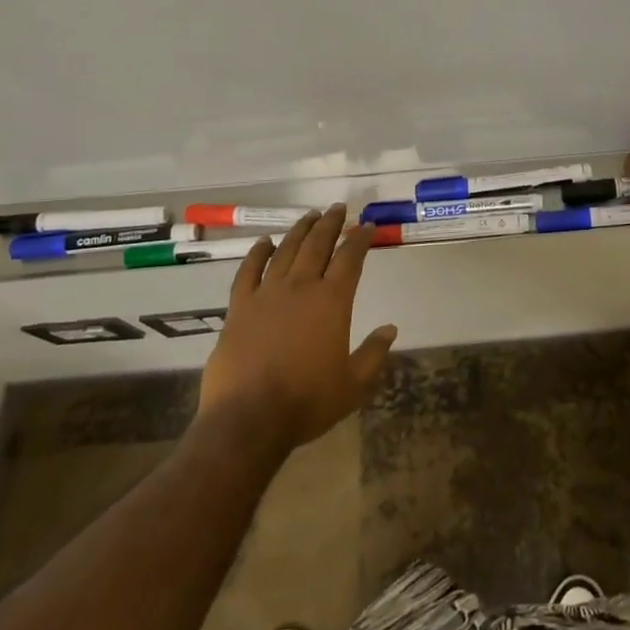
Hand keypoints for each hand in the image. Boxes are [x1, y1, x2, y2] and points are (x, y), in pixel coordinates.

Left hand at [197, 205, 397, 451]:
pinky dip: (257, 253)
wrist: (248, 420)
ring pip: (285, 250)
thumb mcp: (354, 384)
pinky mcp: (239, 308)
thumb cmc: (307, 402)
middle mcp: (300, 287)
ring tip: (310, 215)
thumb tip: (390, 329)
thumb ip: (374, 353)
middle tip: (339, 208)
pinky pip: (248, 271)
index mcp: (332, 301)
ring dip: (300, 230)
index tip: (368, 225)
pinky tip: (264, 242)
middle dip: (331, 223)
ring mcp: (266, 294)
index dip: (361, 238)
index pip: (351, 258)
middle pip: (318, 244)